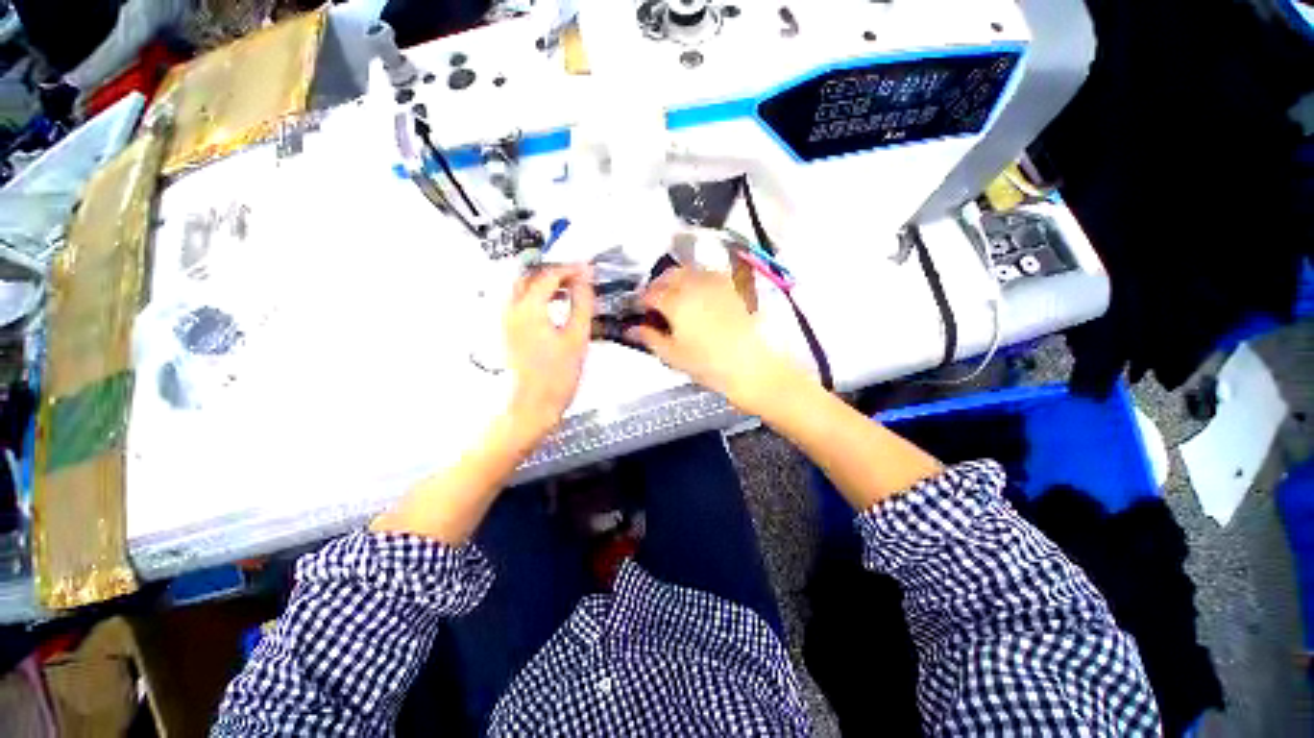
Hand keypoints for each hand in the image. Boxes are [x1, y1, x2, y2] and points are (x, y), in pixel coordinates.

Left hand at [504, 264, 594, 438]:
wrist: (530, 406)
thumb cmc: (557, 375)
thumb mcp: (577, 336)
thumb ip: (582, 303)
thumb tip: (584, 279)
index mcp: (528, 307)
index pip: (548, 274)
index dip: (570, 268)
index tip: (588, 270)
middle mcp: (509, 307)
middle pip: (529, 275)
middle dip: (554, 271)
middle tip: (577, 277)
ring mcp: (503, 319)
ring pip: (521, 287)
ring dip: (544, 283)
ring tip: (568, 290)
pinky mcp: (504, 330)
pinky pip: (518, 301)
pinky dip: (535, 296)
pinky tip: (552, 306)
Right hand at [626, 266, 793, 411]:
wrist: (752, 365)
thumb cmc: (708, 364)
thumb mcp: (673, 355)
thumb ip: (649, 338)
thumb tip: (631, 330)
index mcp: (675, 302)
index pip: (650, 294)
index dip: (640, 301)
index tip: (639, 310)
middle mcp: (693, 285)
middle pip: (668, 276)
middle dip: (657, 286)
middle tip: (655, 302)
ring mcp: (715, 282)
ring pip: (688, 271)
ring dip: (677, 280)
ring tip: (676, 297)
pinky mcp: (732, 286)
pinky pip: (709, 274)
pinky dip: (698, 279)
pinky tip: (700, 295)